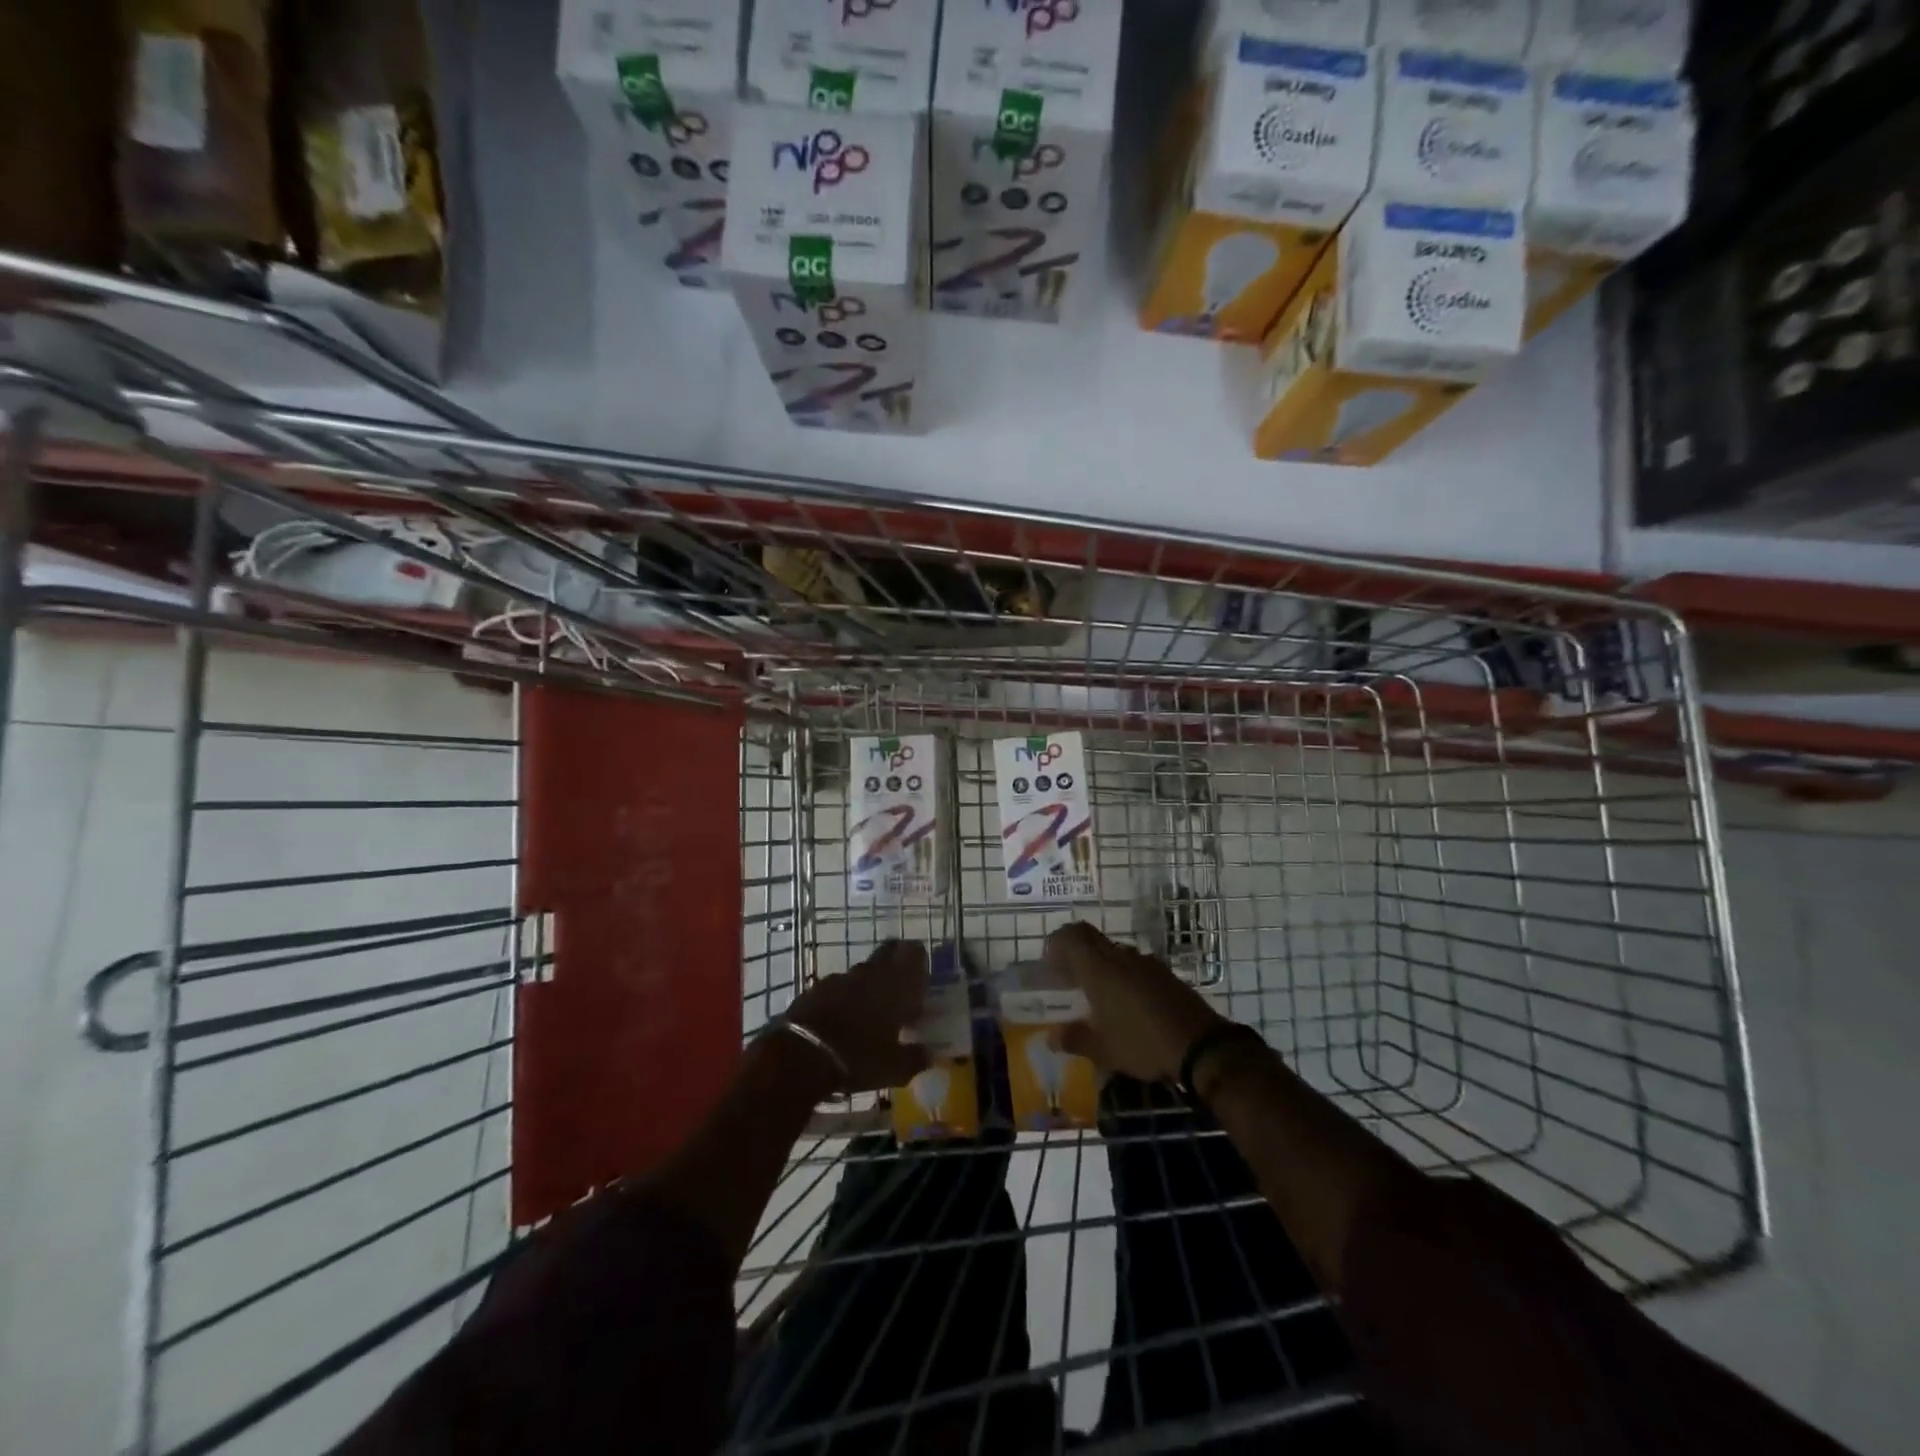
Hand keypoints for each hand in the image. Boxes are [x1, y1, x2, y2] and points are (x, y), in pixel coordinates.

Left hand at [784, 940, 930, 1092]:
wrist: (801, 1055)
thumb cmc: (858, 1058)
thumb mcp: (894, 1069)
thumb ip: (915, 1058)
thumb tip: (929, 1054)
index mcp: (896, 984)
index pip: (913, 952)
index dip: (918, 960)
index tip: (921, 978)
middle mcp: (871, 973)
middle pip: (888, 952)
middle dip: (895, 963)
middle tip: (900, 987)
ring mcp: (841, 978)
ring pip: (862, 971)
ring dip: (869, 983)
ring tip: (870, 1010)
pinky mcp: (816, 988)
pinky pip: (838, 986)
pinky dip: (844, 997)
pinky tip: (842, 1019)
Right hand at [1046, 923, 1222, 1082]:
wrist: (1201, 1045)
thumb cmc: (1142, 1043)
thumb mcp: (1103, 1050)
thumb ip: (1074, 1039)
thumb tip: (1051, 1036)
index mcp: (1099, 968)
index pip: (1071, 936)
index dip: (1056, 944)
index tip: (1049, 965)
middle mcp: (1120, 957)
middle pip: (1091, 938)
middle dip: (1074, 952)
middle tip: (1067, 976)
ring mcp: (1146, 963)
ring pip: (1113, 951)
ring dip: (1099, 964)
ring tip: (1095, 994)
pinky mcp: (1165, 973)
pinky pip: (1134, 965)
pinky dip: (1121, 975)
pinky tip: (1125, 1002)